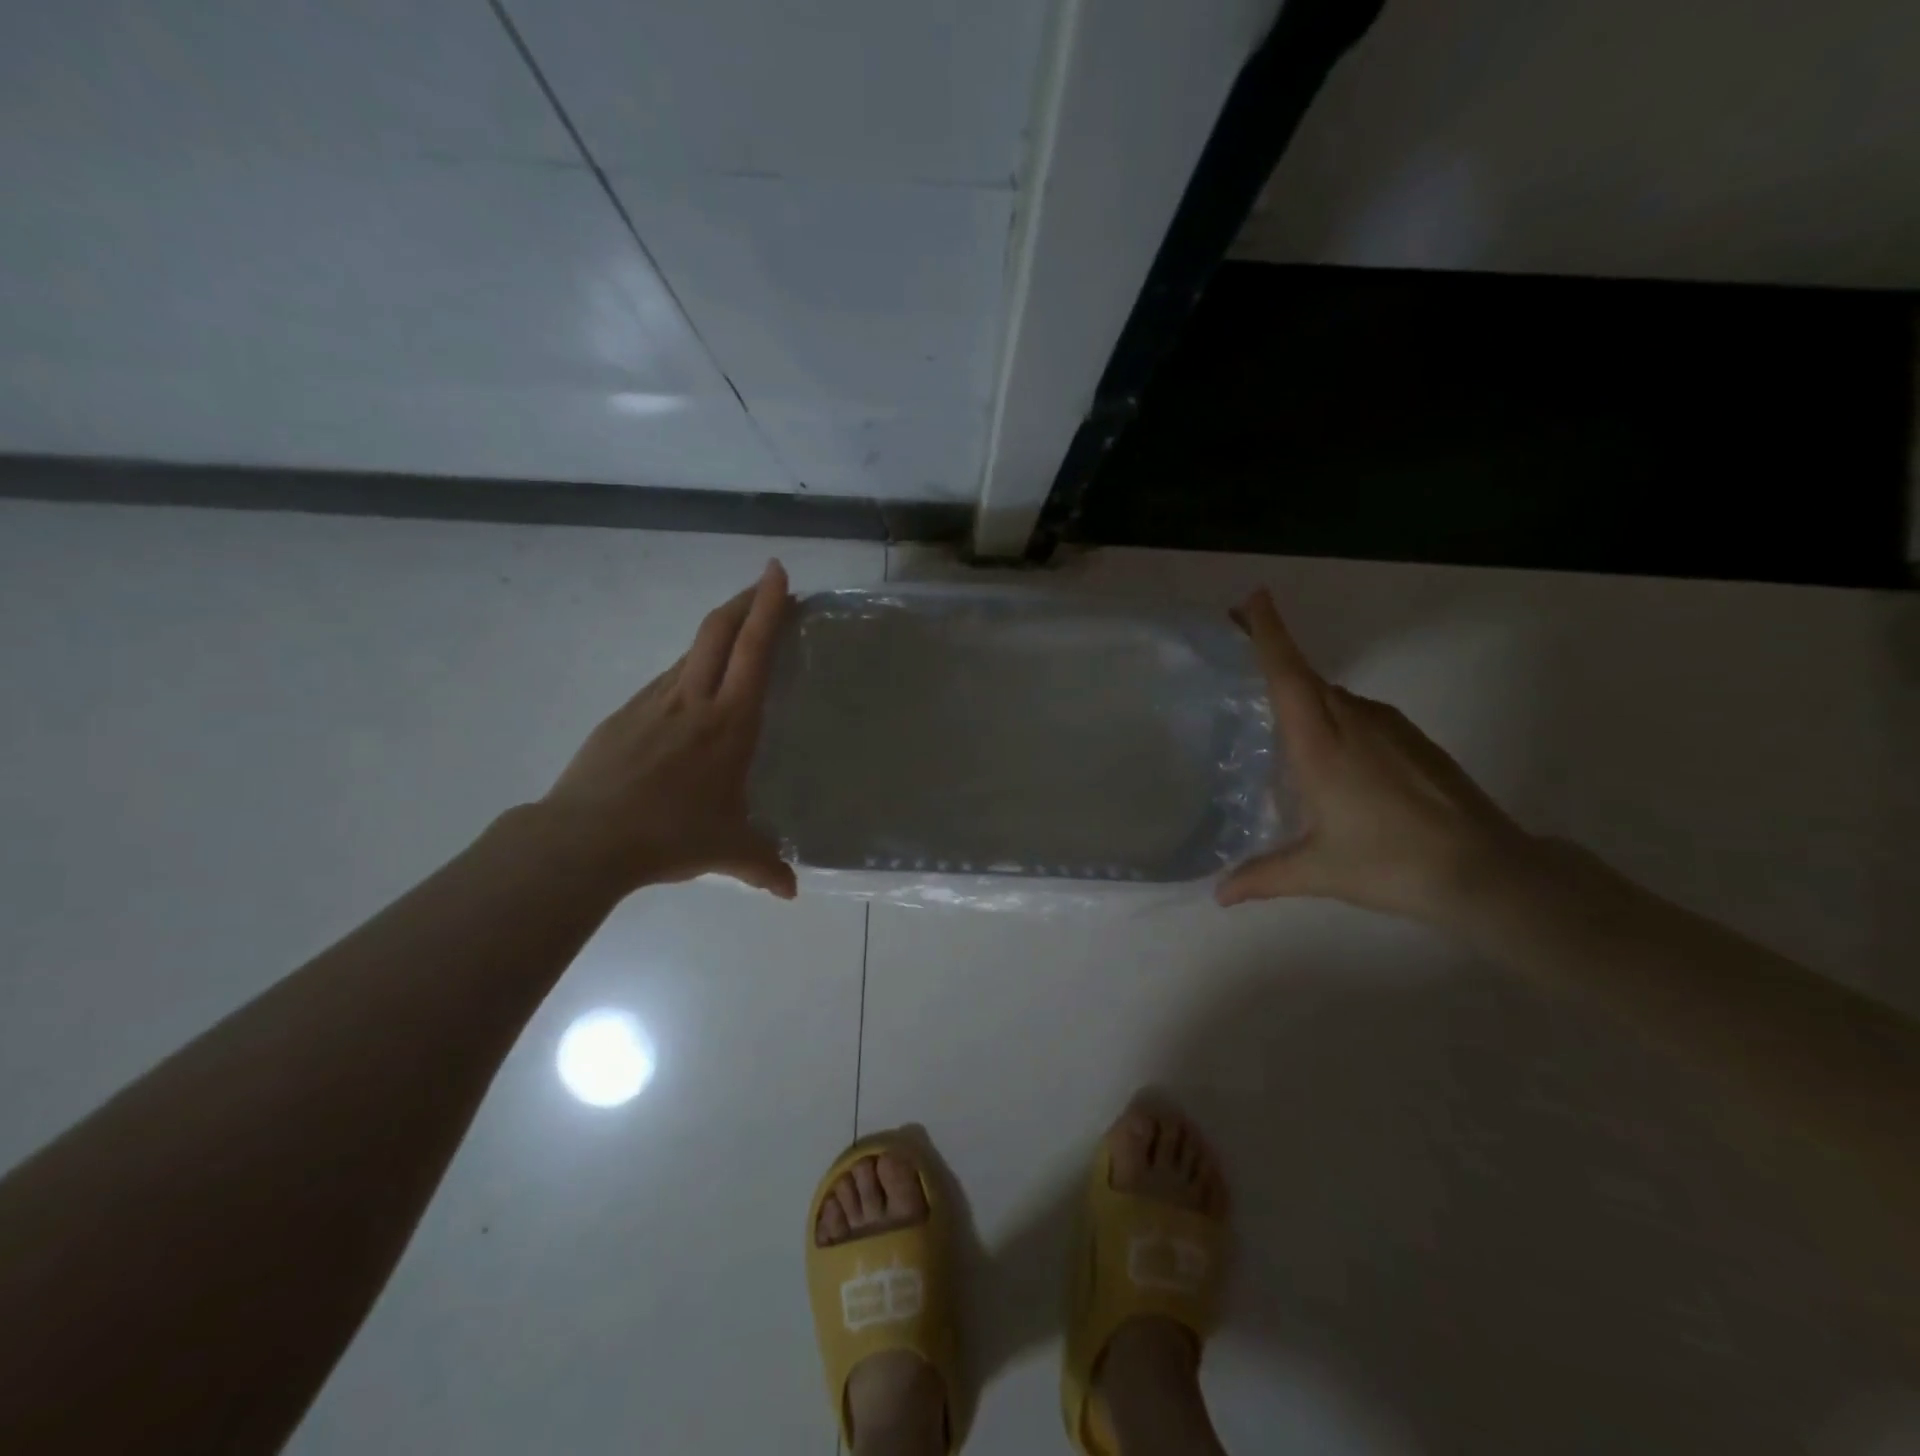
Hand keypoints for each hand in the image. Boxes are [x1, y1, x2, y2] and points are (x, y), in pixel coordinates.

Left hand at [539, 560, 797, 898]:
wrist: (585, 839)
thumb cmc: (670, 835)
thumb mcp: (728, 850)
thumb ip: (764, 866)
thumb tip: (791, 893)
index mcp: (730, 723)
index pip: (753, 650)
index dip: (768, 607)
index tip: (777, 573)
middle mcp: (693, 700)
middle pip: (717, 631)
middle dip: (744, 600)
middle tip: (765, 585)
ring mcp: (653, 703)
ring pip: (689, 653)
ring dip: (716, 634)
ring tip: (734, 640)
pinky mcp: (623, 716)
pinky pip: (664, 682)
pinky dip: (686, 671)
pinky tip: (687, 695)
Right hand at [1217, 588, 1530, 924]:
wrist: (1484, 870)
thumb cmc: (1389, 863)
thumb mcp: (1317, 871)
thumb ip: (1262, 877)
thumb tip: (1218, 896)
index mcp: (1322, 743)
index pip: (1288, 674)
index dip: (1269, 633)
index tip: (1252, 597)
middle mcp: (1353, 721)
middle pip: (1305, 674)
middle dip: (1273, 651)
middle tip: (1239, 642)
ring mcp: (1389, 727)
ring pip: (1334, 695)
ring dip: (1304, 692)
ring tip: (1277, 714)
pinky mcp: (1412, 739)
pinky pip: (1359, 713)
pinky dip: (1334, 715)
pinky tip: (1332, 752)